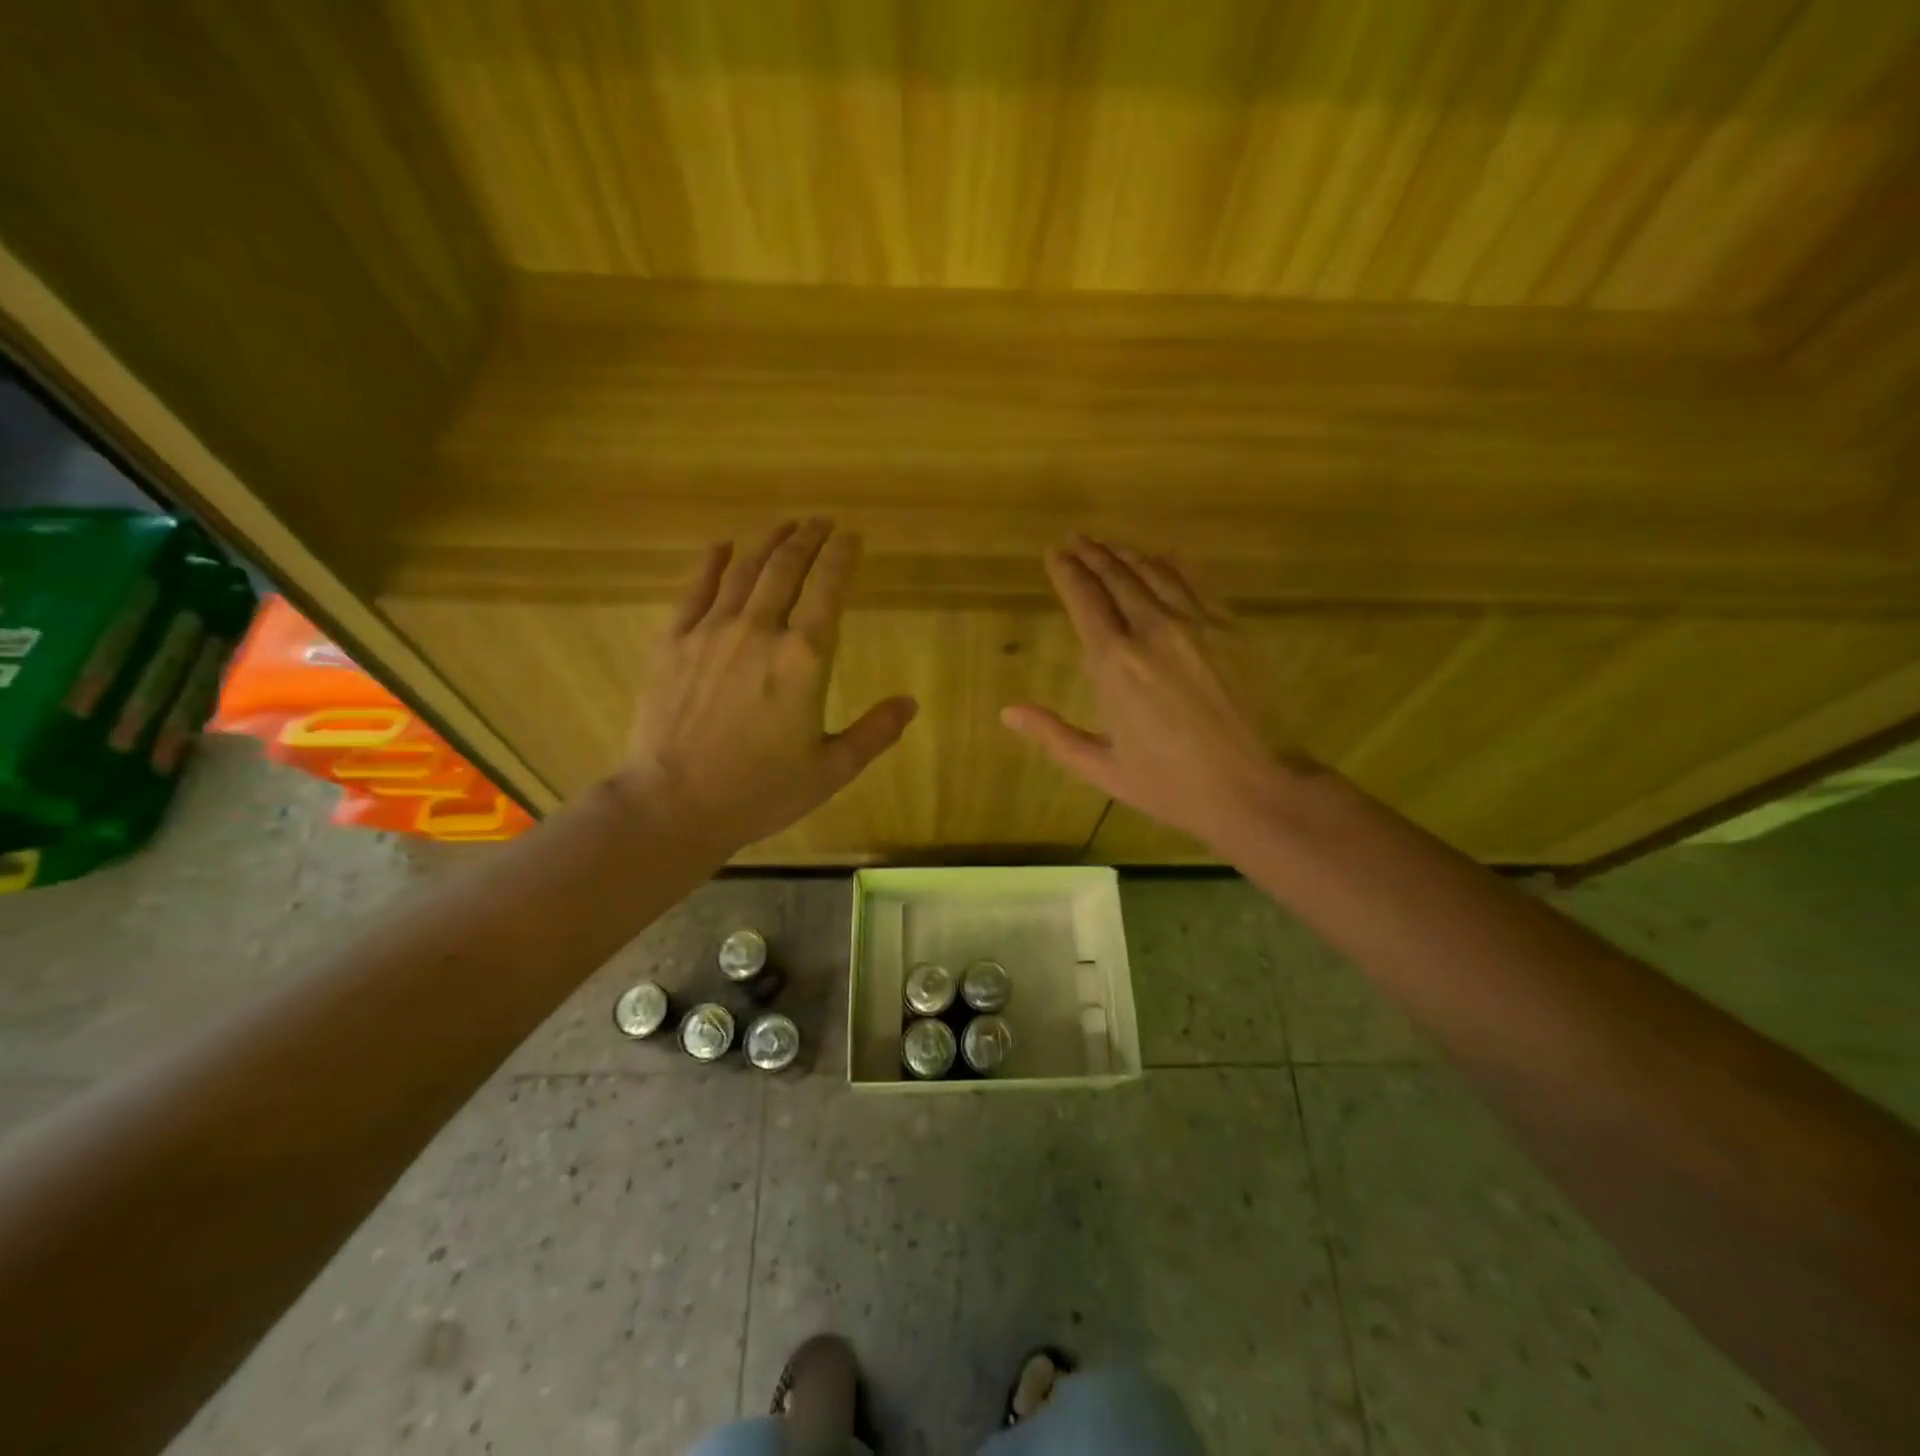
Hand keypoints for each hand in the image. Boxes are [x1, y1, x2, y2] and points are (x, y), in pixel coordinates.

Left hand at [616, 520, 916, 853]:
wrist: (673, 805)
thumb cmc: (760, 792)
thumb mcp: (830, 770)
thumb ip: (874, 732)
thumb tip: (910, 703)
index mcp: (804, 660)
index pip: (828, 589)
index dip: (842, 557)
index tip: (853, 537)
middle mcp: (759, 631)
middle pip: (787, 568)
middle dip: (808, 538)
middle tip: (821, 522)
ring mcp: (710, 631)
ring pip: (744, 570)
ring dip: (768, 542)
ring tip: (785, 526)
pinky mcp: (672, 642)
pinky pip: (695, 588)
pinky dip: (712, 562)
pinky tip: (722, 547)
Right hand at [1002, 536, 1301, 848]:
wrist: (1256, 788)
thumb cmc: (1171, 785)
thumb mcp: (1102, 768)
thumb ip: (1053, 735)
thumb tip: (1008, 712)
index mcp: (1116, 665)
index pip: (1085, 601)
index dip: (1067, 573)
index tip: (1054, 553)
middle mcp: (1153, 632)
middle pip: (1118, 578)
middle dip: (1093, 555)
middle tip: (1077, 539)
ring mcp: (1197, 624)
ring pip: (1155, 573)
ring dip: (1128, 555)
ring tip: (1110, 544)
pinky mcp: (1231, 628)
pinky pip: (1196, 583)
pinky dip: (1175, 565)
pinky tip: (1164, 555)